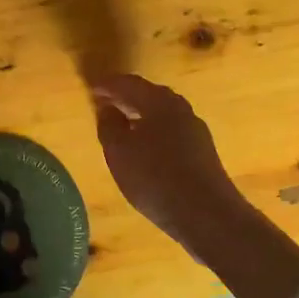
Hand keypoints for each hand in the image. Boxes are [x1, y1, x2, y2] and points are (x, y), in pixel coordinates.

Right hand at [91, 72, 298, 297]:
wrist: (207, 214)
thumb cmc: (155, 178)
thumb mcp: (119, 152)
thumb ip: (109, 126)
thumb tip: (108, 108)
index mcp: (159, 101)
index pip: (128, 83)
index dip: (108, 85)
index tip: (91, 88)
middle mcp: (180, 108)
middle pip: (149, 95)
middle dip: (126, 97)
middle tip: (104, 102)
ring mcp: (195, 130)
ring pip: (162, 114)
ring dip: (141, 115)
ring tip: (122, 125)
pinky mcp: (202, 152)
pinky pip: (171, 132)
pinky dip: (153, 132)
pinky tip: (145, 148)